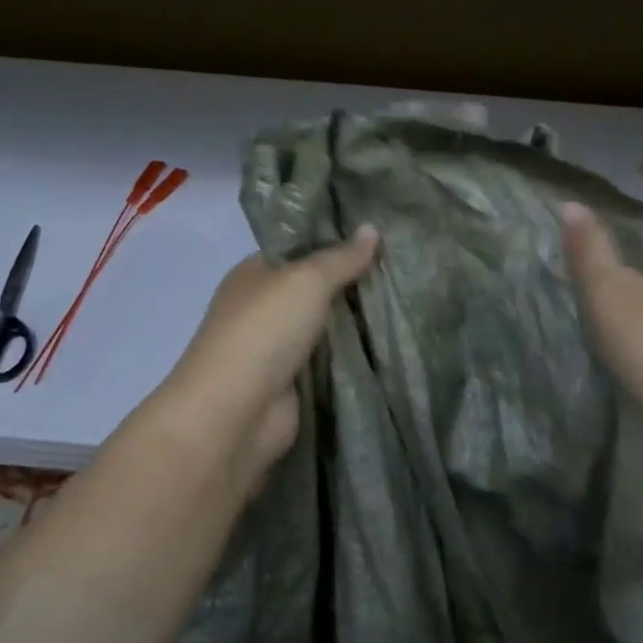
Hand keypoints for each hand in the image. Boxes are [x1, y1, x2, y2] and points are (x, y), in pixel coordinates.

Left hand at [155, 225, 379, 494]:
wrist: (235, 414)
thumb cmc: (264, 332)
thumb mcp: (306, 281)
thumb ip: (342, 257)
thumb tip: (372, 228)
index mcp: (254, 274)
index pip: (298, 248)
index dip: (335, 240)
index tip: (380, 236)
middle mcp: (262, 307)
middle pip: (315, 288)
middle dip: (352, 282)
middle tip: (403, 267)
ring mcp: (277, 348)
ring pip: (326, 326)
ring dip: (357, 321)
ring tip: (407, 300)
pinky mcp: (293, 383)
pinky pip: (330, 360)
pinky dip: (353, 354)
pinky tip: (390, 342)